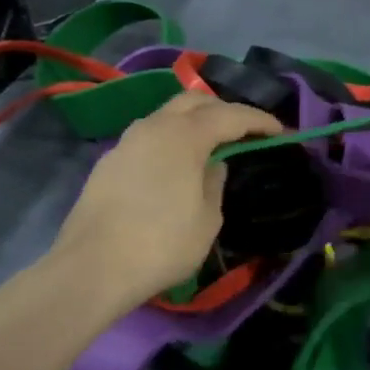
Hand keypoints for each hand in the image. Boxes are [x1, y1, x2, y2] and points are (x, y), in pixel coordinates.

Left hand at [49, 92, 282, 310]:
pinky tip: (176, 163)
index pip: (231, 115)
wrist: (91, 269)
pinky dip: (171, 139)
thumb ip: (215, 183)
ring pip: (167, 115)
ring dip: (193, 121)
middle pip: (194, 101)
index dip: (258, 120)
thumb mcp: (207, 220)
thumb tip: (213, 165)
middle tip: (245, 129)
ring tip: (211, 142)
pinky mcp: (109, 160)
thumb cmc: (160, 245)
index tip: (279, 130)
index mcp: (184, 135)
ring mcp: (127, 141)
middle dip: (224, 109)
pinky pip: (149, 136)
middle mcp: (154, 126)